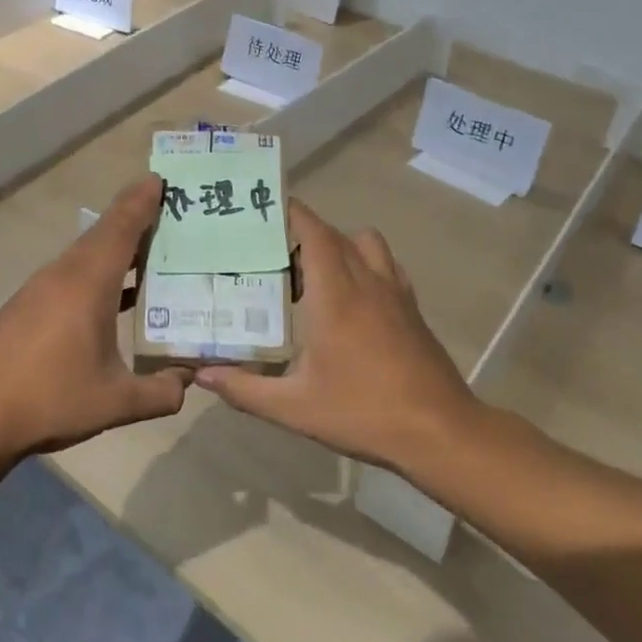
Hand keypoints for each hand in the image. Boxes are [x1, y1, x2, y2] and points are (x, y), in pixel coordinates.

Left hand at [0, 176, 190, 459]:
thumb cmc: (51, 399)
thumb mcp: (116, 402)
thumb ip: (161, 392)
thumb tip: (189, 382)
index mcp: (88, 283)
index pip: (120, 229)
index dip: (141, 202)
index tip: (160, 179)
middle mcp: (63, 275)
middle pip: (103, 235)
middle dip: (134, 220)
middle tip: (169, 214)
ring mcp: (39, 289)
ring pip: (85, 256)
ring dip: (116, 249)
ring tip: (150, 252)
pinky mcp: (26, 307)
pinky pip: (71, 275)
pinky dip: (98, 273)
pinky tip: (114, 297)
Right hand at [194, 201, 484, 473]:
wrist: (439, 431)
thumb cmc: (363, 413)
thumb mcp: (294, 408)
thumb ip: (245, 389)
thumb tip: (202, 376)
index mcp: (335, 295)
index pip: (314, 232)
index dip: (291, 213)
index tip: (264, 209)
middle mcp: (366, 282)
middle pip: (335, 234)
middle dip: (304, 231)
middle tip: (272, 250)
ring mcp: (395, 293)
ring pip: (367, 244)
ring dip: (339, 244)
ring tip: (314, 272)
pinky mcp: (413, 308)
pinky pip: (387, 266)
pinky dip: (367, 264)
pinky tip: (353, 296)